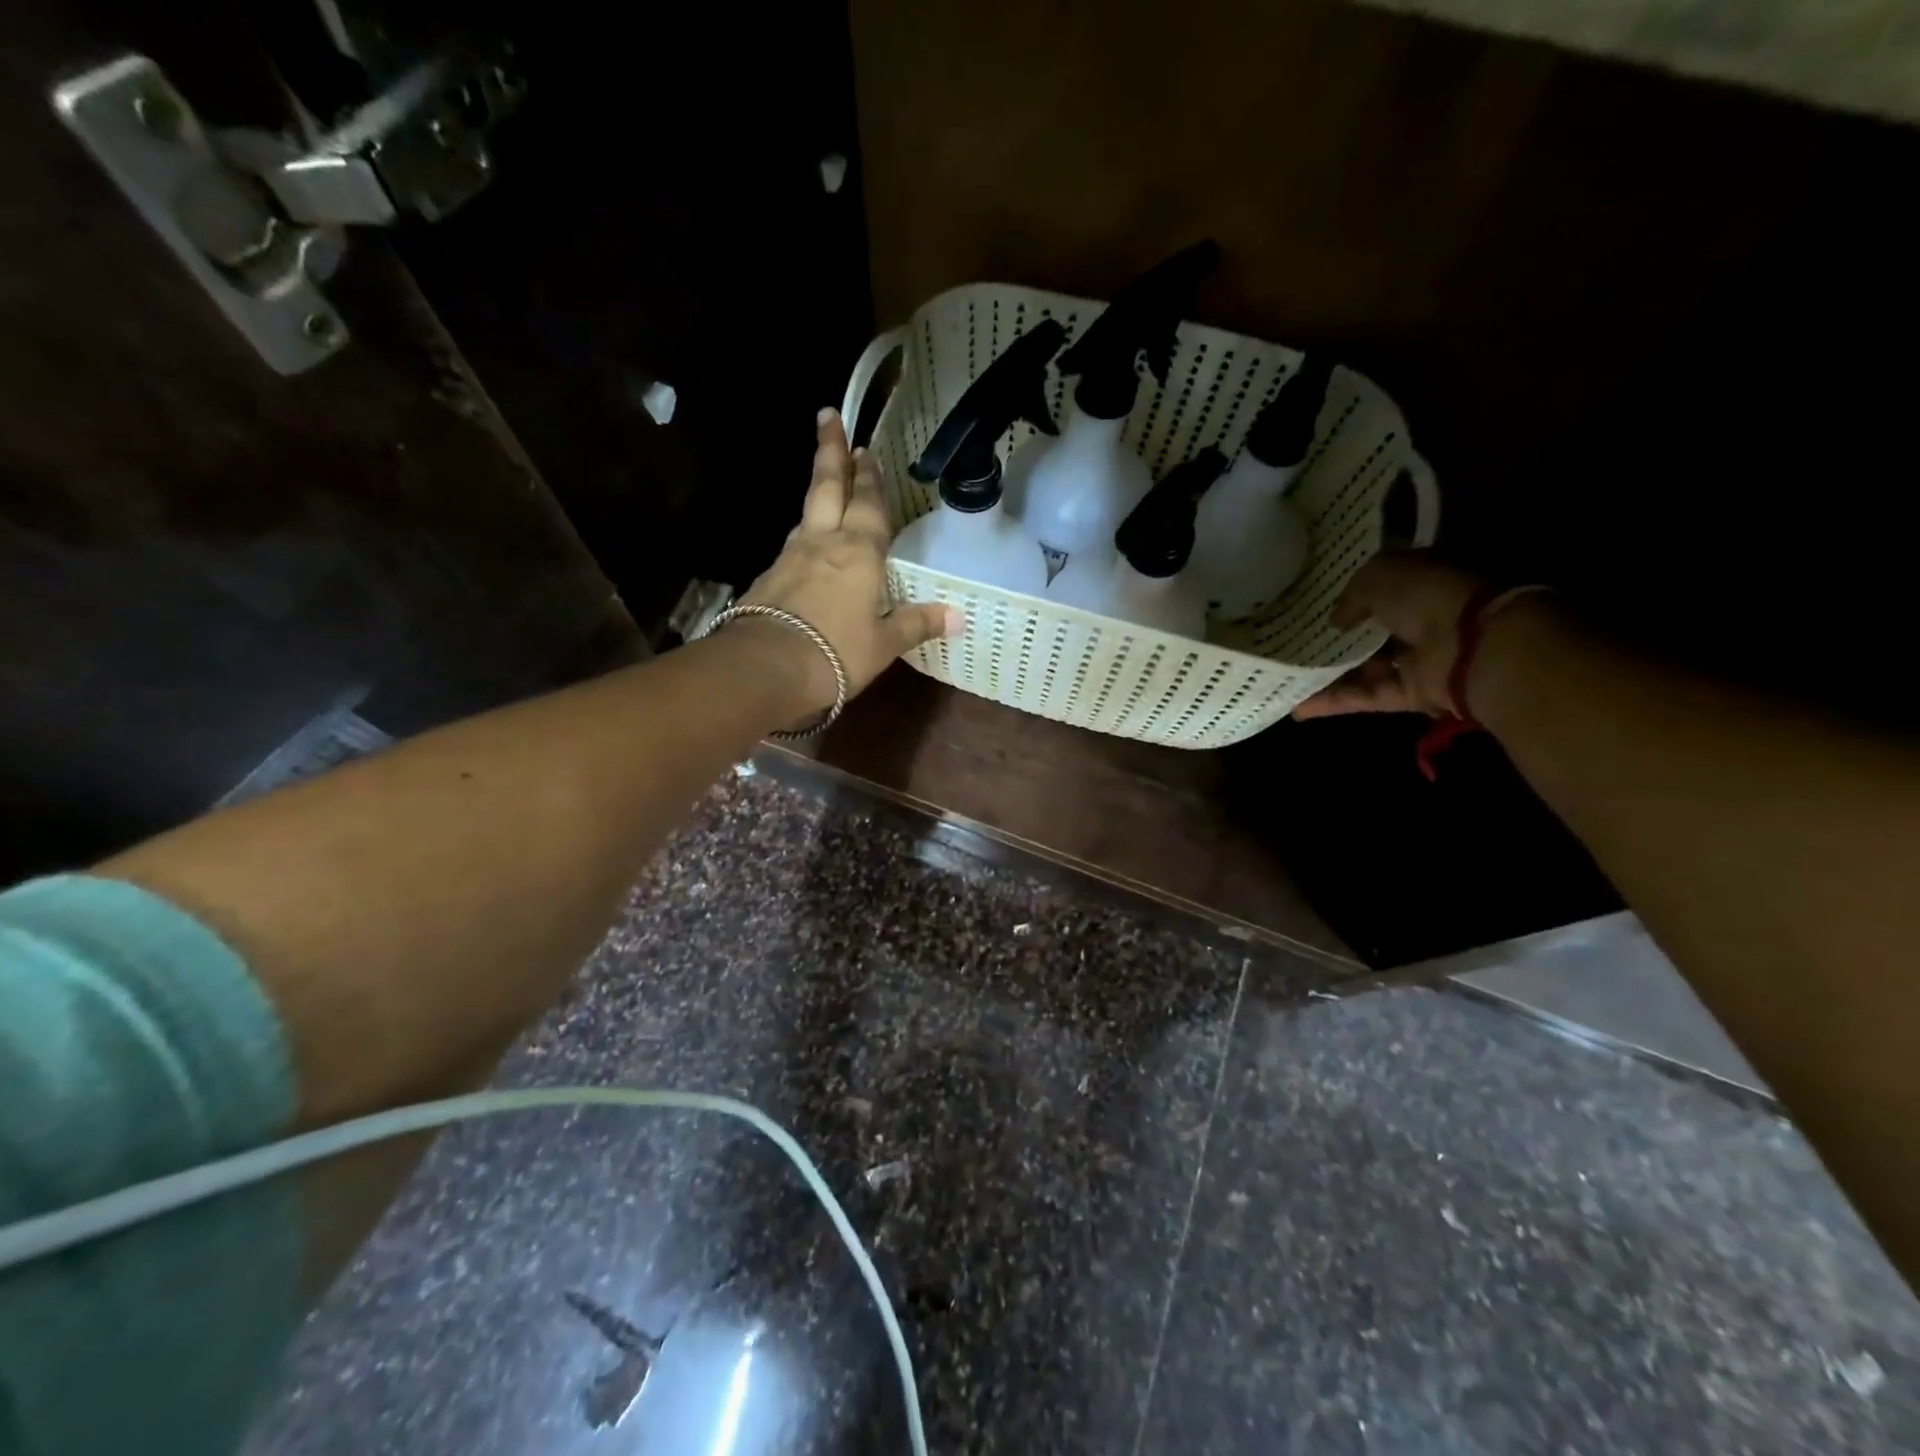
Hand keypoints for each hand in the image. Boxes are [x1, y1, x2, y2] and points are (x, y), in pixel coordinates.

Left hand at [735, 408, 962, 714]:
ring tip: (826, 483)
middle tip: (828, 416)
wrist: (768, 667)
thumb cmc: (837, 651)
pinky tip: (807, 546)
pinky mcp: (769, 578)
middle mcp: (823, 543)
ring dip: (817, 492)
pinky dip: (804, 535)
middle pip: (826, 487)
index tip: (864, 445)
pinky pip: (793, 546)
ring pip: (807, 514)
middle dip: (830, 451)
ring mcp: (791, 557)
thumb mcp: (884, 643)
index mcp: (859, 552)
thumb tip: (957, 616)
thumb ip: (917, 624)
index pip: (867, 503)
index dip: (868, 476)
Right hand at [1292, 550, 1486, 719]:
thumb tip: (1336, 621)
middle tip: (1291, 641)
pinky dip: (1332, 703)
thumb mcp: (1379, 576)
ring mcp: (1414, 658)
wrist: (1474, 644)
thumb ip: (1351, 595)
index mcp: (1417, 581)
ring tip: (1286, 676)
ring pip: (1362, 666)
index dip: (1348, 590)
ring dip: (1326, 673)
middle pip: (1368, 630)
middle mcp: (1417, 618)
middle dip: (1333, 637)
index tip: (1312, 600)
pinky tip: (1297, 706)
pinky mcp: (1410, 692)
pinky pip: (1364, 696)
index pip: (1379, 584)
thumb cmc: (1427, 595)